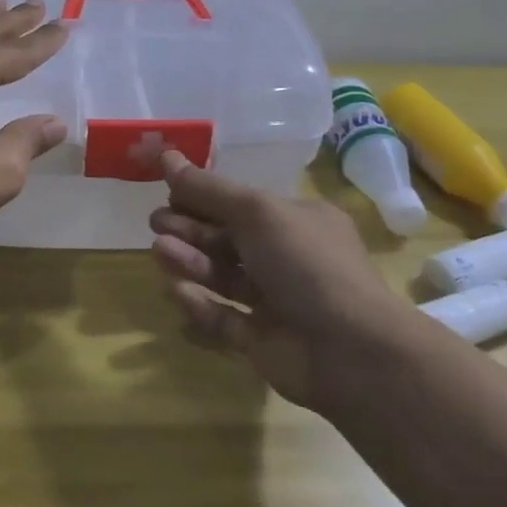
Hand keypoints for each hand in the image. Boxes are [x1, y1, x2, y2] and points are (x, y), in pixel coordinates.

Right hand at [149, 152, 415, 413]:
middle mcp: (288, 258)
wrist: (350, 351)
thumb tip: (166, 155)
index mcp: (297, 221)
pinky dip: (200, 304)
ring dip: (191, 262)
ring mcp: (276, 301)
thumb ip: (208, 188)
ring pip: (224, 276)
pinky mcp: (262, 341)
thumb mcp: (256, 212)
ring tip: (160, 251)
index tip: (168, 192)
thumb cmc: (306, 263)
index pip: (242, 204)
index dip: (205, 197)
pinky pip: (224, 318)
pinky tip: (177, 292)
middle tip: (156, 223)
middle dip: (191, 229)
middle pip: (229, 239)